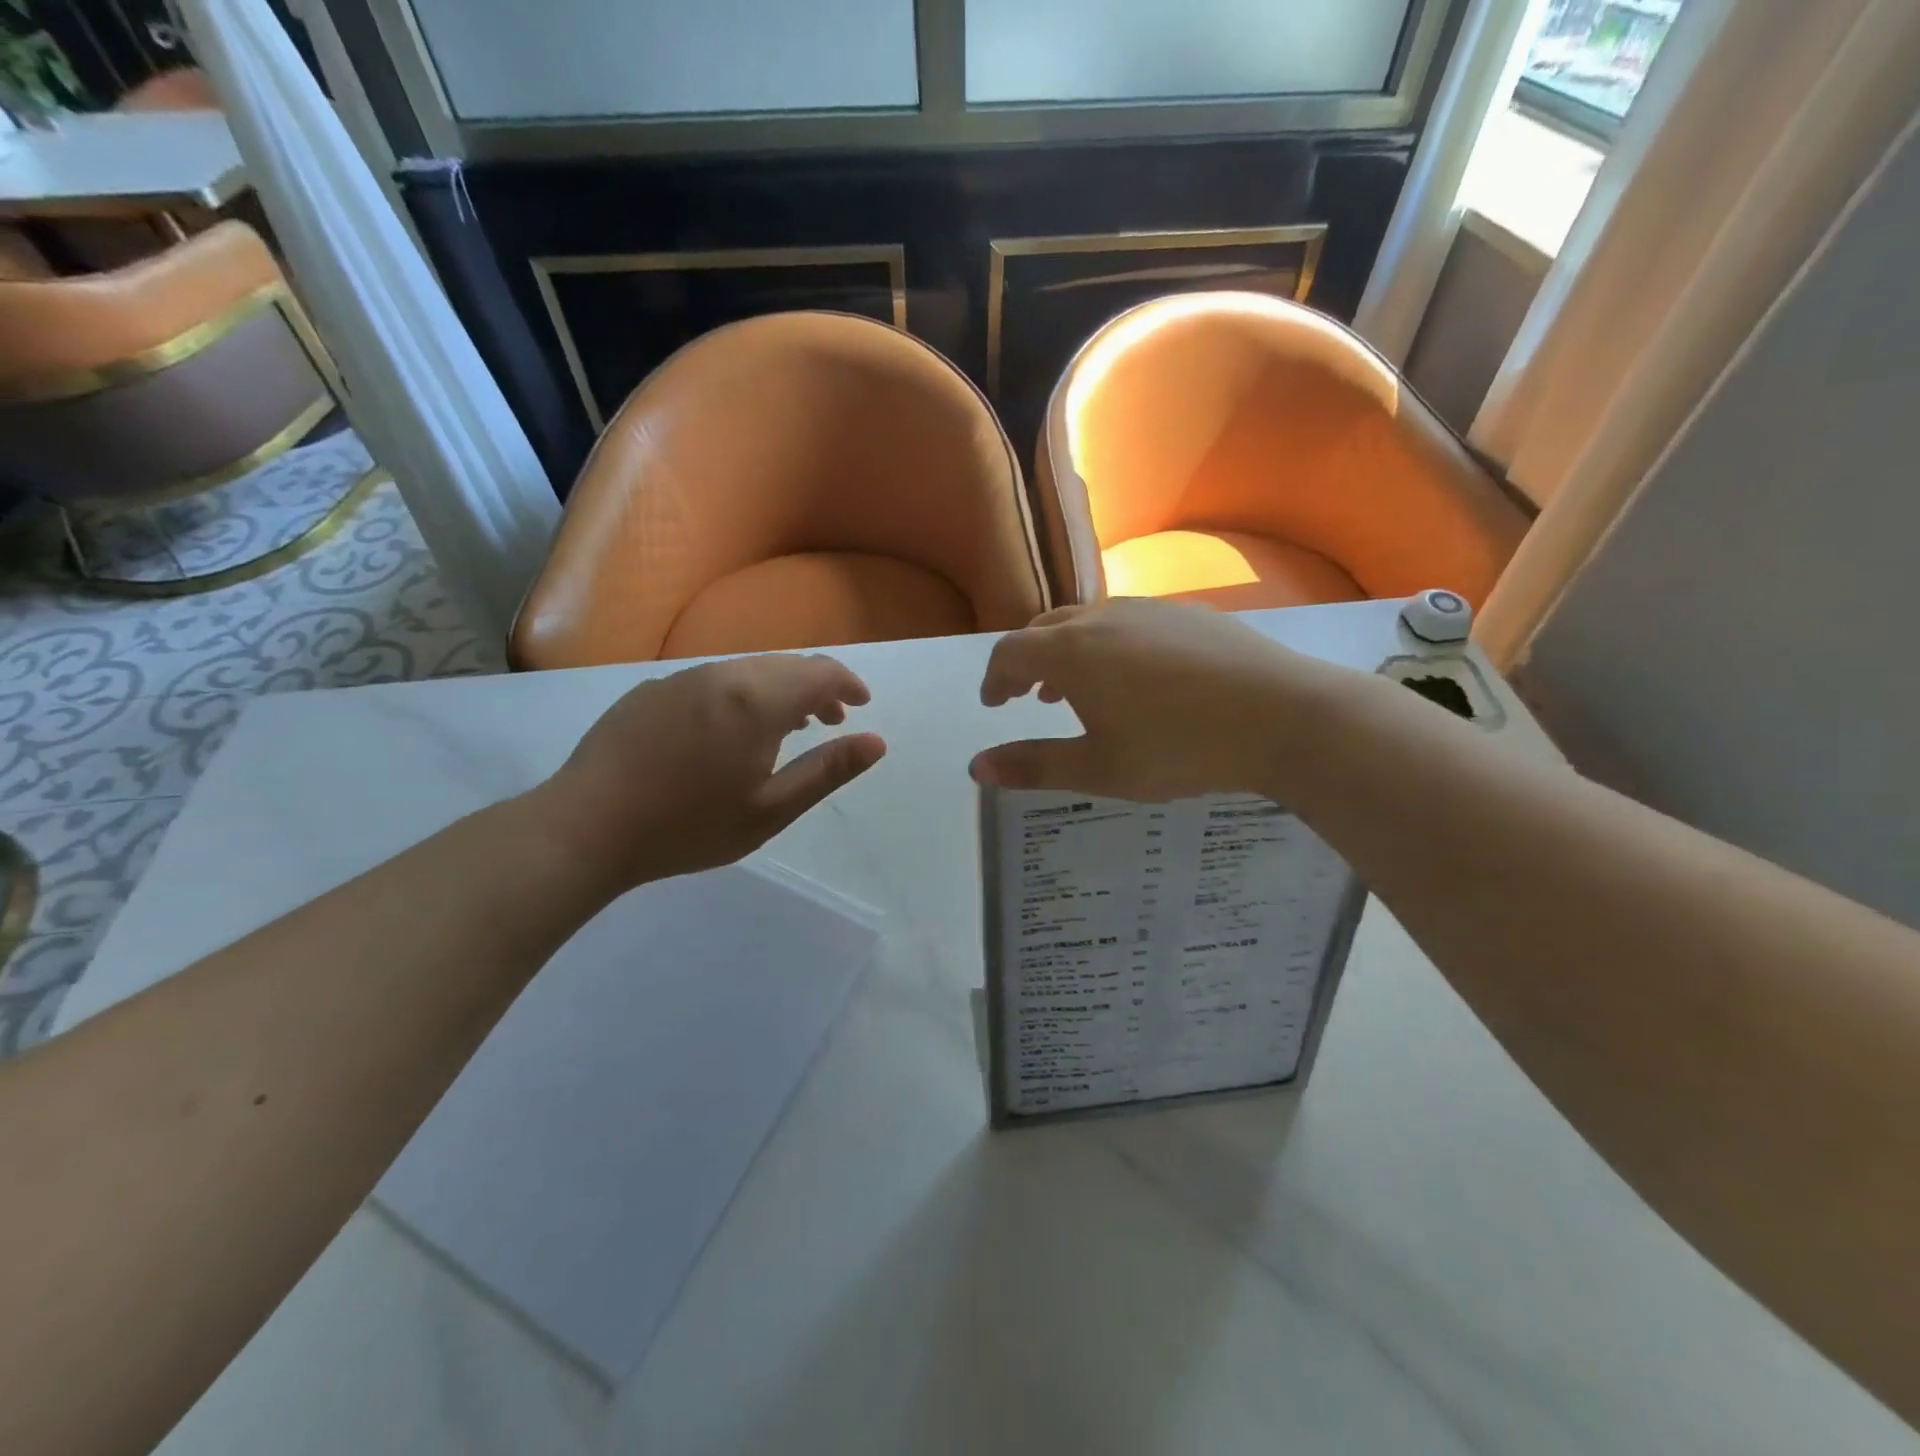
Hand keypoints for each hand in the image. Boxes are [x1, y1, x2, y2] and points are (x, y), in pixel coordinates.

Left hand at [533, 654, 885, 891]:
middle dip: (817, 687)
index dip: (848, 684)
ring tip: (788, 726)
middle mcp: (722, 675)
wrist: (586, 827)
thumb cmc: (688, 826)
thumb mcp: (771, 809)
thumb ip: (827, 771)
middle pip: (785, 666)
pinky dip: (741, 695)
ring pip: (748, 671)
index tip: (862, 705)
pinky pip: (713, 681)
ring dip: (778, 690)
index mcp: (756, 700)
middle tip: (832, 720)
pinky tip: (730, 731)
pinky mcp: (651, 691)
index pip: (819, 673)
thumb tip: (876, 742)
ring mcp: (681, 679)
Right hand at [971, 599, 1354, 800]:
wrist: (1283, 715)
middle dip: (1028, 663)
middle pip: (1045, 630)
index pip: (1009, 653)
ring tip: (1078, 689)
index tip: (994, 704)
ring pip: (1088, 622)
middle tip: (1029, 697)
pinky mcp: (1188, 613)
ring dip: (1069, 652)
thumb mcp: (1099, 769)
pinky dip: (1109, 645)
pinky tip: (1137, 678)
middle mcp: (1101, 617)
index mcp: (1071, 652)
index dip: (994, 679)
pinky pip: (1128, 622)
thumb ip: (1034, 766)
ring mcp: (1148, 609)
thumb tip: (976, 767)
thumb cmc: (1179, 749)